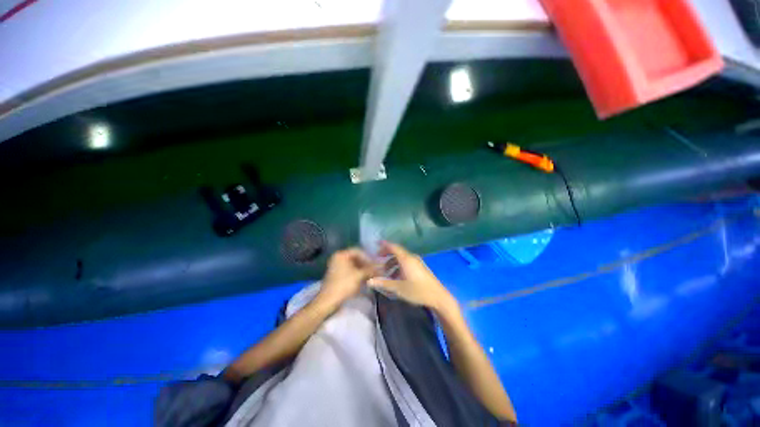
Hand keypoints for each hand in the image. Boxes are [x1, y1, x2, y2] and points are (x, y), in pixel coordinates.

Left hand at [315, 248, 375, 309]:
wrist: (328, 301)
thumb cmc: (344, 285)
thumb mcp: (359, 276)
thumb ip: (370, 270)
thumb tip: (381, 268)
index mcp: (341, 255)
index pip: (358, 251)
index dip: (368, 258)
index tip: (376, 264)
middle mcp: (338, 258)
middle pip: (356, 258)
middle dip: (366, 264)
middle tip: (375, 270)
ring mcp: (337, 267)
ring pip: (354, 265)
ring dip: (363, 270)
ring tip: (372, 276)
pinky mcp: (338, 276)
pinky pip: (350, 271)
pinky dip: (358, 274)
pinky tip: (365, 280)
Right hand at [368, 242, 455, 311]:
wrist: (438, 297)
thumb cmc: (418, 291)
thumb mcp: (399, 288)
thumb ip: (384, 283)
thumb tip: (369, 281)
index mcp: (406, 259)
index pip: (393, 247)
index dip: (384, 244)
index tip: (376, 243)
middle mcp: (411, 258)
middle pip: (397, 252)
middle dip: (387, 254)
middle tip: (378, 259)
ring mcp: (417, 262)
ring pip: (401, 258)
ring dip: (392, 263)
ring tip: (385, 273)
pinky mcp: (420, 268)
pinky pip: (406, 263)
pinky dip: (399, 266)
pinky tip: (396, 277)